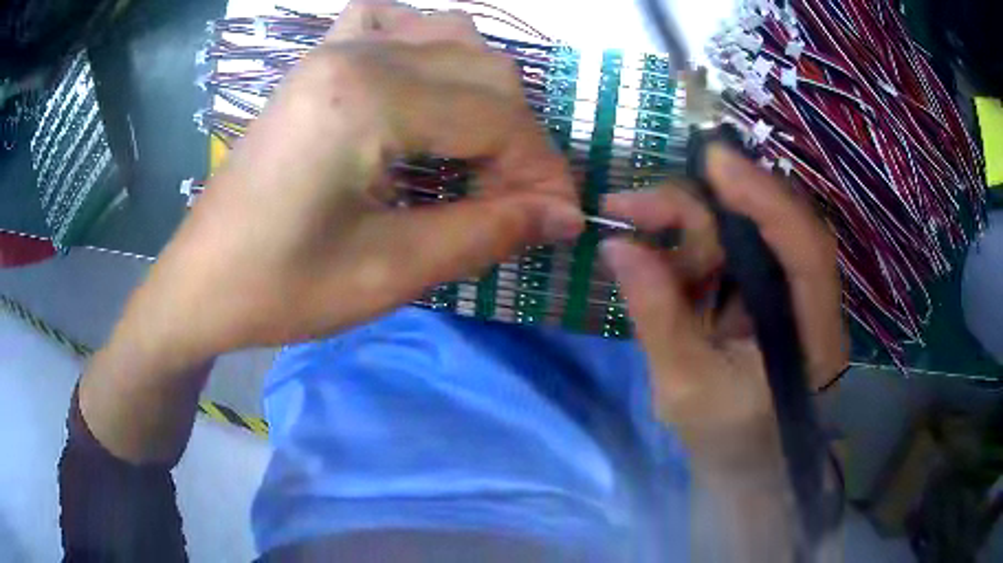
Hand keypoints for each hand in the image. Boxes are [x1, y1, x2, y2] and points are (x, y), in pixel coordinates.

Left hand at [116, 0, 582, 371]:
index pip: (496, 117)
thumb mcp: (389, 272)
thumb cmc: (279, 289)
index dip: (542, 171)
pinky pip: (395, 25)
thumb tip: (563, 216)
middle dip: (521, 139)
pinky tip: (429, 90)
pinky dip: (433, 51)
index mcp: (366, 99)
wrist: (200, 282)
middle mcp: (356, 52)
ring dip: (487, 94)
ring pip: (452, 39)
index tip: (561, 218)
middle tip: (521, 200)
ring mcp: (333, 48)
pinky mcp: (318, 61)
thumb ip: (486, 232)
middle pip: (485, 70)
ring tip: (483, 154)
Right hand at [600, 146, 847, 477]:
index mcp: (812, 333)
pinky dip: (683, 247)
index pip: (804, 249)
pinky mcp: (760, 289)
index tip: (712, 159)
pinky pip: (723, 249)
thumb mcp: (685, 389)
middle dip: (696, 205)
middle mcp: (807, 297)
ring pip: (737, 228)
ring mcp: (783, 288)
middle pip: (763, 223)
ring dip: (681, 225)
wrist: (744, 463)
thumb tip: (617, 246)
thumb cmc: (728, 440)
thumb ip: (658, 316)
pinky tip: (650, 259)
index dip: (765, 198)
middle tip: (626, 206)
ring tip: (629, 237)